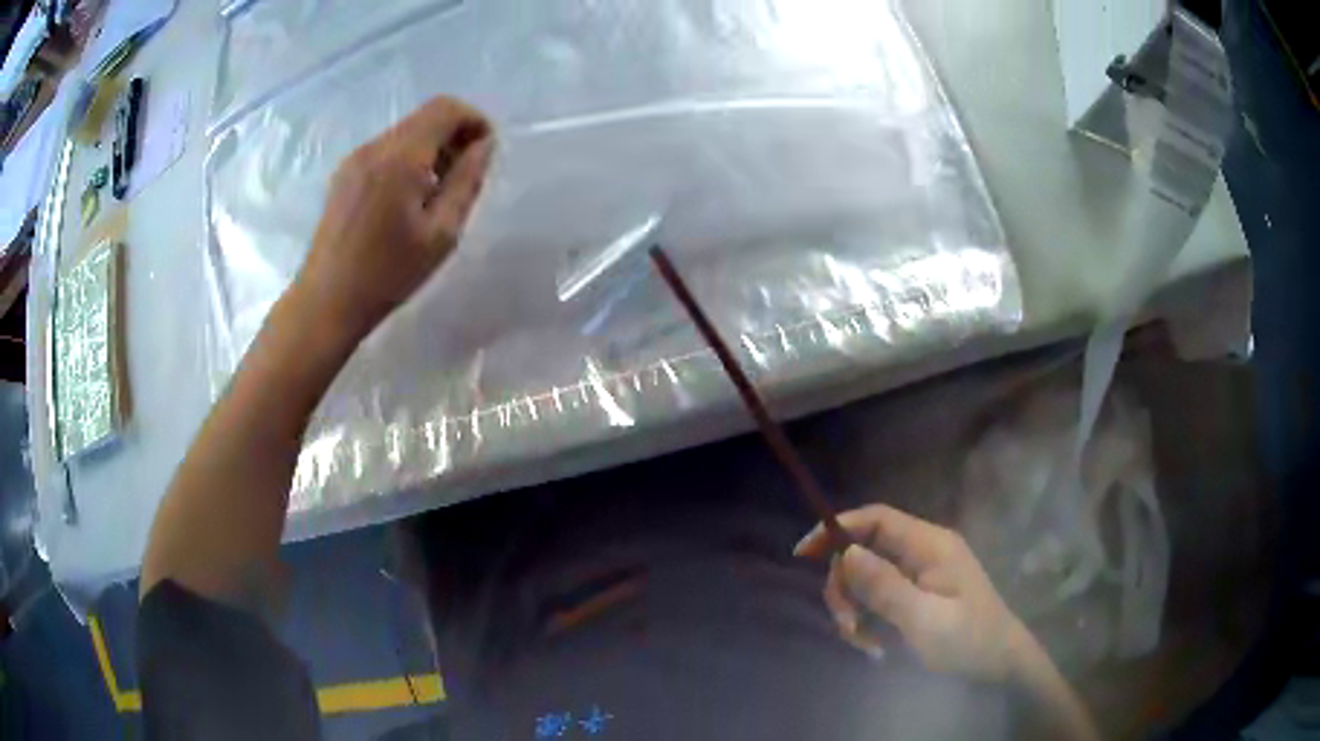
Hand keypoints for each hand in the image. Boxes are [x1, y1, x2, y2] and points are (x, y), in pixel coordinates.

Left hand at [294, 96, 493, 339]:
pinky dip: (408, 160)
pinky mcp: (344, 174)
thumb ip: (466, 181)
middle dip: (454, 135)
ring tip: (436, 194)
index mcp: (400, 157)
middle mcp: (375, 147)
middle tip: (463, 178)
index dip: (473, 120)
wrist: (326, 301)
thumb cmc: (387, 274)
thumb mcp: (441, 234)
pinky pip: (386, 150)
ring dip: (431, 149)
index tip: (484, 153)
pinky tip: (407, 200)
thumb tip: (484, 145)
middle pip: (425, 116)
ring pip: (406, 132)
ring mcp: (355, 159)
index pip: (445, 108)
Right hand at [795, 504, 1032, 682]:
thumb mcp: (924, 620)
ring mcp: (921, 574)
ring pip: (867, 577)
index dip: (837, 527)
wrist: (1001, 664)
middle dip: (845, 586)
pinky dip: (868, 618)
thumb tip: (845, 551)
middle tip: (846, 627)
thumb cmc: (968, 641)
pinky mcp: (918, 595)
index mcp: (930, 545)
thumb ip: (885, 586)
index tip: (802, 554)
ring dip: (855, 608)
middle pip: (866, 550)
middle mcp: (923, 552)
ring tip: (864, 643)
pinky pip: (879, 597)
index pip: (877, 518)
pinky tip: (875, 645)